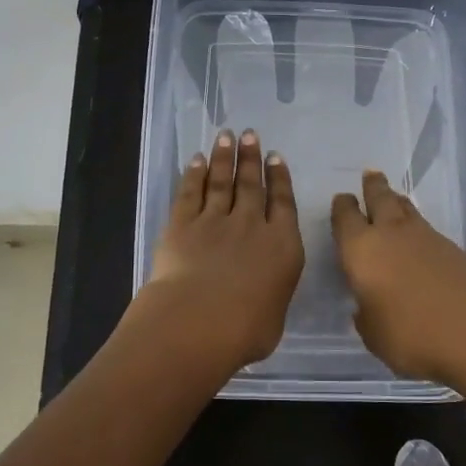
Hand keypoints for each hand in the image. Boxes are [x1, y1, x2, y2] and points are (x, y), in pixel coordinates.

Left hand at [141, 128, 304, 372]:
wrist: (198, 322)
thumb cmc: (246, 330)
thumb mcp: (274, 317)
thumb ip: (271, 295)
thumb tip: (263, 292)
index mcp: (282, 246)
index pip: (282, 203)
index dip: (279, 178)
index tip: (275, 157)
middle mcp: (251, 226)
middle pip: (251, 185)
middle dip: (252, 158)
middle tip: (251, 134)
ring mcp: (215, 221)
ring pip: (222, 182)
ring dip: (225, 158)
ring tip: (227, 136)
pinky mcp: (183, 225)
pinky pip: (190, 193)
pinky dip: (194, 175)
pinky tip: (197, 160)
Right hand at [331, 170, 465, 383]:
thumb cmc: (412, 335)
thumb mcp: (374, 335)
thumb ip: (366, 315)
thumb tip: (368, 305)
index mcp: (361, 250)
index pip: (345, 218)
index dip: (342, 208)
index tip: (342, 200)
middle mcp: (391, 234)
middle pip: (380, 198)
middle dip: (372, 187)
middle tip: (370, 176)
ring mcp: (427, 237)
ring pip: (407, 209)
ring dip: (397, 202)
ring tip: (394, 198)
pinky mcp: (454, 248)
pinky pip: (428, 229)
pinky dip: (419, 227)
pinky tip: (419, 238)